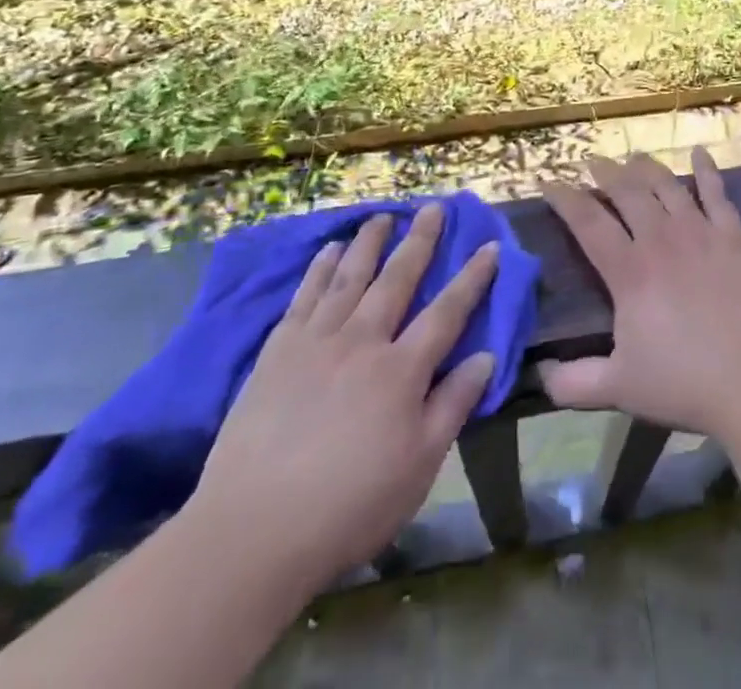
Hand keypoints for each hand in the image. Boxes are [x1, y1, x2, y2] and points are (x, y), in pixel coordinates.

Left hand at [185, 205, 498, 592]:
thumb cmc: (348, 507)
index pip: (447, 312)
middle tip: (432, 208)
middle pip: (397, 279)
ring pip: (350, 277)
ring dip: (370, 243)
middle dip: (419, 241)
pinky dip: (319, 269)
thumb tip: (486, 356)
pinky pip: (304, 297)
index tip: (489, 246)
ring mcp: (317, 342)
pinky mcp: (278, 353)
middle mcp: (363, 342)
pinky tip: (329, 250)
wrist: (252, 533)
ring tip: (383, 216)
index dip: (472, 278)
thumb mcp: (419, 467)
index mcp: (401, 371)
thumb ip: (453, 405)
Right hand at [538, 149, 740, 442]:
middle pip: (627, 192)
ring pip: (667, 185)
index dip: (565, 198)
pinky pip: (717, 193)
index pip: (588, 222)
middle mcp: (662, 240)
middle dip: (605, 172)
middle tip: (592, 161)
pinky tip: (699, 152)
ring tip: (633, 156)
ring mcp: (702, 233)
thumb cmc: (688, 384)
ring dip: (646, 167)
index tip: (549, 182)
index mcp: (630, 272)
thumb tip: (540, 373)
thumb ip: (573, 383)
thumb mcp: (620, 389)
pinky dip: (706, 169)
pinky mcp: (735, 236)